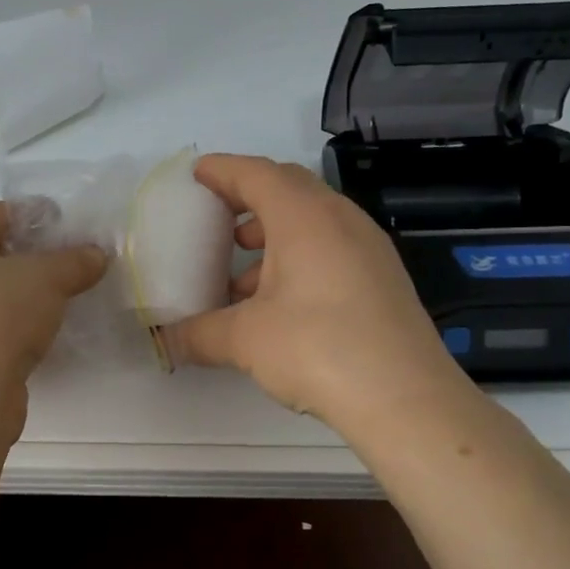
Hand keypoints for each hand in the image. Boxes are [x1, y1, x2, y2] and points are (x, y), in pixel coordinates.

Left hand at [0, 202, 106, 428]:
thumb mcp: (47, 277)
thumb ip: (75, 260)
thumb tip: (97, 255)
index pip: (1, 214)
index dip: (43, 222)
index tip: (78, 237)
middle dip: (39, 259)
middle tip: (78, 268)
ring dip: (30, 293)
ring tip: (69, 298)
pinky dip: (18, 321)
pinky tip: (47, 329)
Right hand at [164, 154, 470, 429]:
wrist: (405, 397)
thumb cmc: (316, 348)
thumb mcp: (245, 340)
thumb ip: (197, 334)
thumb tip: (164, 342)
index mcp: (303, 217)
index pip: (256, 174)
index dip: (222, 171)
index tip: (197, 174)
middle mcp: (340, 219)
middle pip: (288, 189)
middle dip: (248, 198)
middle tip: (216, 217)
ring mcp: (368, 247)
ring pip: (312, 221)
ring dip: (273, 235)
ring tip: (240, 272)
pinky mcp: (382, 277)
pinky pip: (331, 247)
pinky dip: (298, 257)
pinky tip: (278, 301)